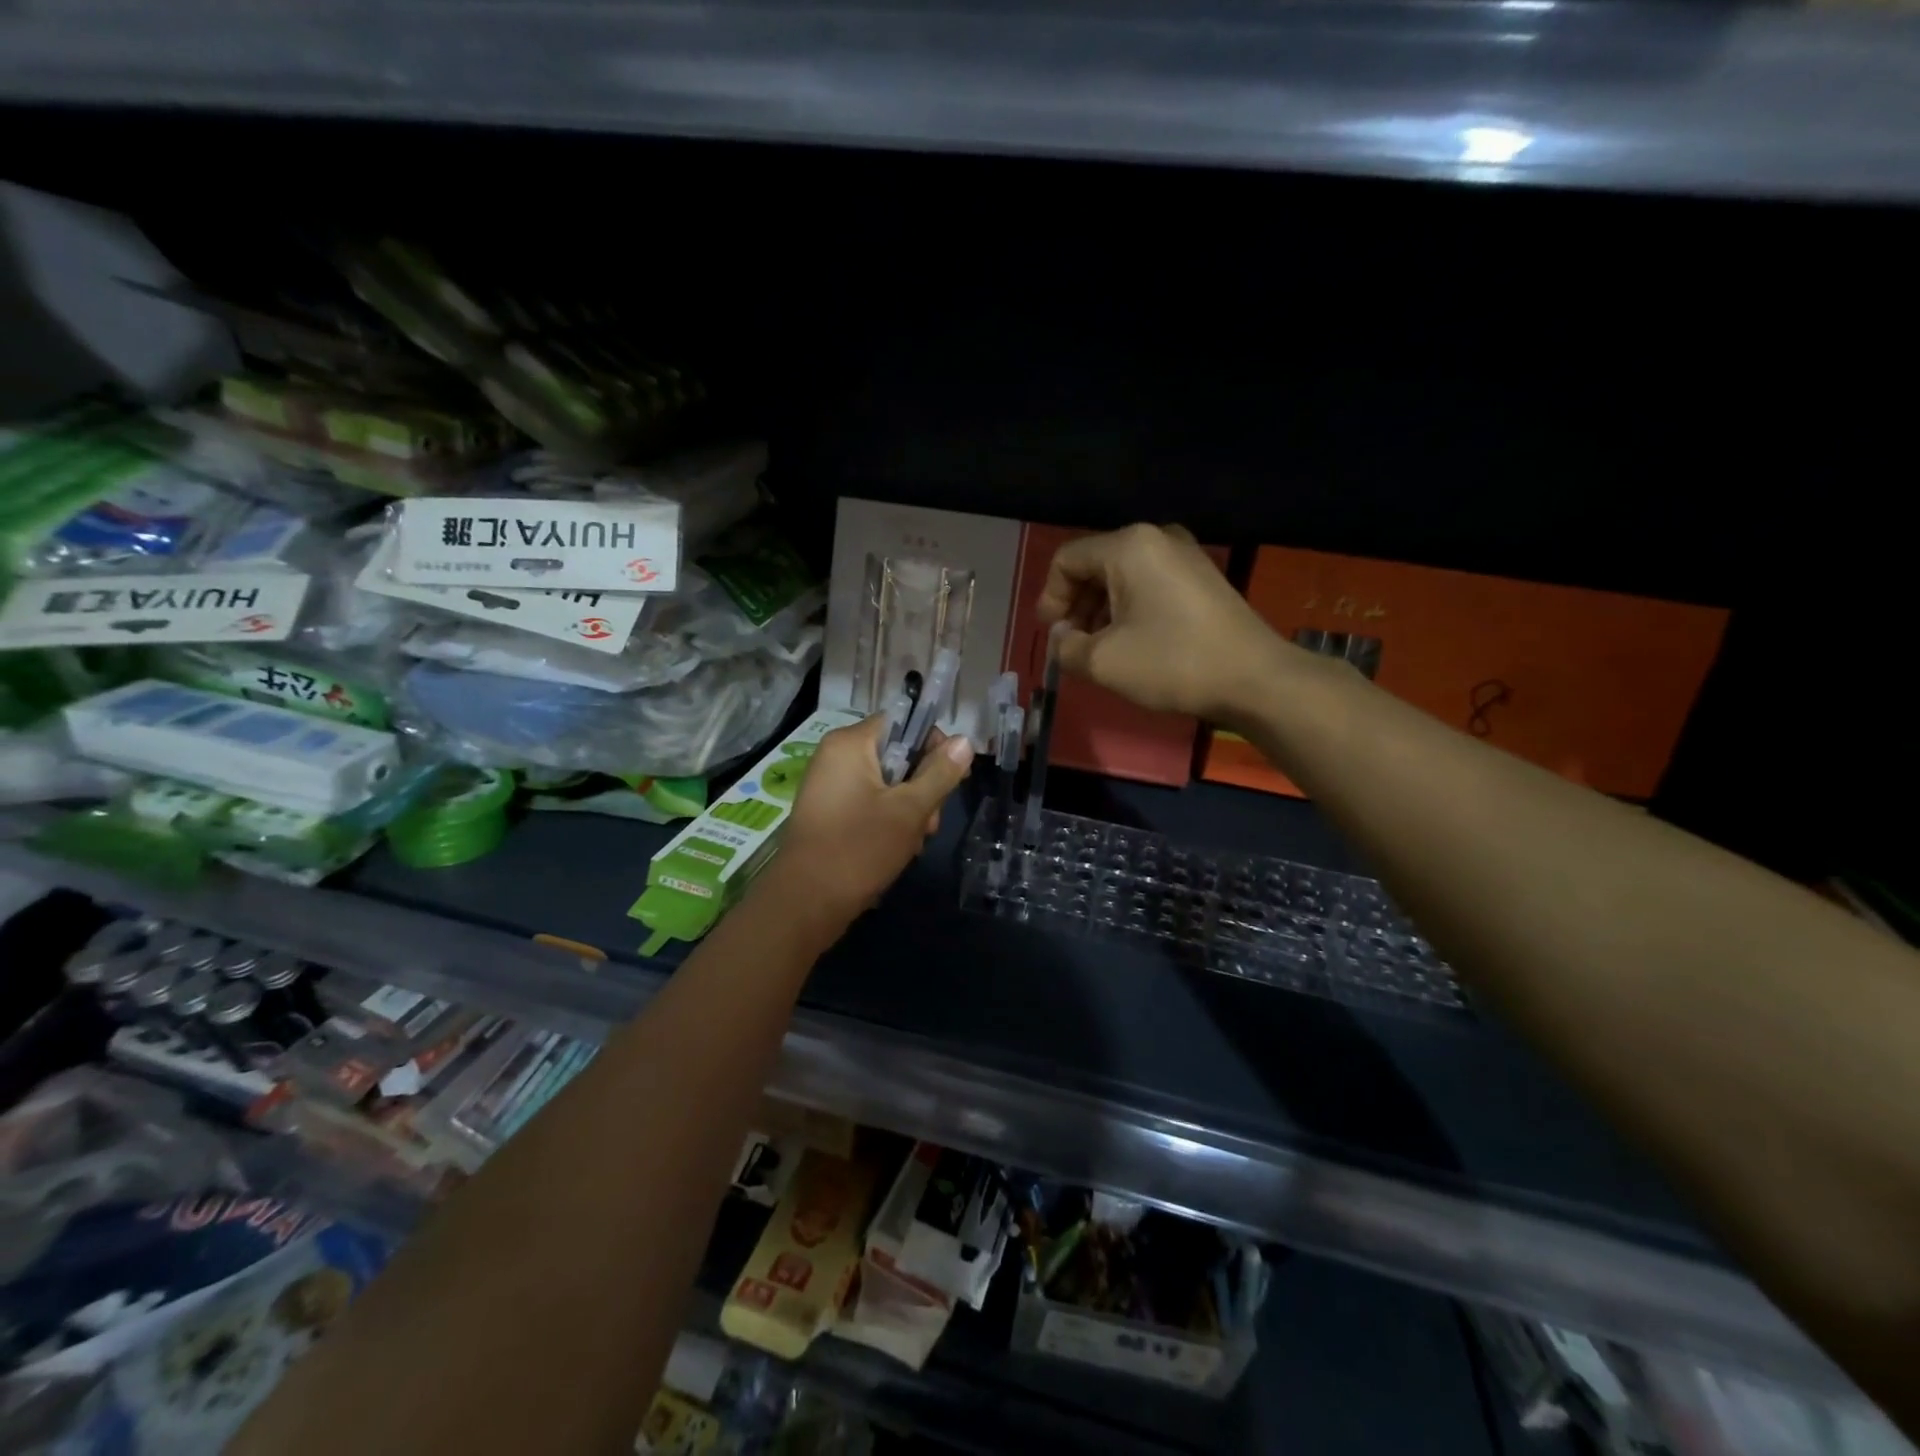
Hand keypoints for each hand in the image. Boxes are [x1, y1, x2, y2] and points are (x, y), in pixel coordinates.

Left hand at [772, 714, 974, 926]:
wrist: (806, 903)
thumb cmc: (860, 848)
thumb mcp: (910, 810)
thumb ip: (940, 773)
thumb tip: (964, 741)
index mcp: (850, 744)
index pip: (902, 722)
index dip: (933, 745)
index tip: (953, 776)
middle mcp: (836, 756)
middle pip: (896, 754)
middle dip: (922, 787)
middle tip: (931, 822)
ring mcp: (829, 785)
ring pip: (886, 783)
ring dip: (909, 809)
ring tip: (915, 842)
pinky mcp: (829, 812)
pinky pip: (869, 802)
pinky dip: (888, 820)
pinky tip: (898, 848)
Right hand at [1036, 523, 1286, 722]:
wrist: (1254, 678)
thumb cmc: (1171, 663)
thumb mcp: (1103, 661)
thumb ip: (1066, 646)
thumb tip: (1062, 637)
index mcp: (1129, 546)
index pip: (1067, 559)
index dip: (1050, 597)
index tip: (1051, 634)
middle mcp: (1157, 538)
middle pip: (1095, 565)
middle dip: (1076, 605)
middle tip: (1071, 643)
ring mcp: (1185, 556)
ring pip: (1123, 577)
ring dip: (1101, 610)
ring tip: (1098, 649)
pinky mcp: (1202, 578)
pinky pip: (1150, 585)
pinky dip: (1130, 610)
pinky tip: (1130, 643)